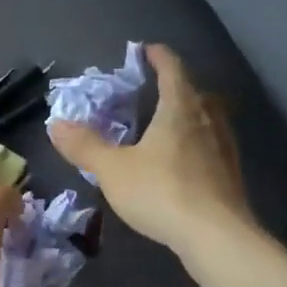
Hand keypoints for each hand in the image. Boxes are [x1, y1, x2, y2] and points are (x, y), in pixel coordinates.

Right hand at [48, 43, 252, 253]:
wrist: (216, 236)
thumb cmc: (161, 192)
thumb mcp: (112, 169)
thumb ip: (85, 146)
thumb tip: (56, 124)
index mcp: (180, 109)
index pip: (173, 70)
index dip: (159, 57)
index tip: (147, 50)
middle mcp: (208, 121)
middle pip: (197, 93)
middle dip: (178, 87)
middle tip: (157, 92)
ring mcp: (224, 149)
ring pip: (210, 120)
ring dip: (192, 116)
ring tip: (170, 127)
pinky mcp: (231, 177)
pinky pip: (213, 148)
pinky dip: (198, 146)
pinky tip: (185, 164)